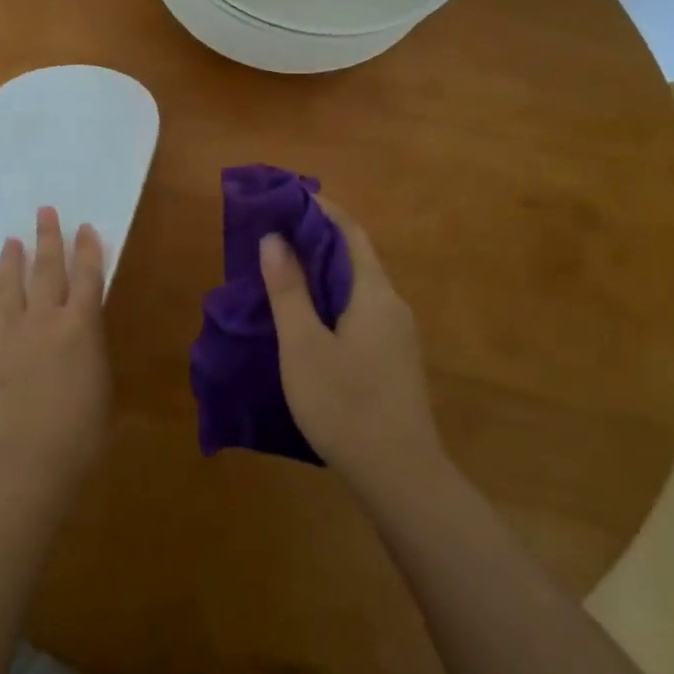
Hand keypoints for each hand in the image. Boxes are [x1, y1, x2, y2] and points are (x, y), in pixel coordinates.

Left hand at [0, 206, 110, 486]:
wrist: (32, 455)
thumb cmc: (82, 427)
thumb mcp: (100, 380)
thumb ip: (89, 347)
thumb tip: (80, 331)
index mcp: (80, 325)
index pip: (86, 276)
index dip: (87, 250)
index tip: (84, 227)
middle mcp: (44, 319)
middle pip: (46, 270)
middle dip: (47, 238)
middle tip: (43, 211)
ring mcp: (9, 335)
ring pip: (8, 288)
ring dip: (9, 263)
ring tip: (10, 241)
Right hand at [260, 199, 444, 493]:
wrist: (401, 477)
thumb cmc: (346, 405)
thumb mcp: (303, 346)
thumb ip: (288, 289)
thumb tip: (275, 238)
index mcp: (374, 293)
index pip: (349, 231)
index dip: (320, 209)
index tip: (286, 196)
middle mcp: (392, 305)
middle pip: (354, 255)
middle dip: (316, 237)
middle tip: (272, 231)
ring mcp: (396, 334)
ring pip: (356, 286)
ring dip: (322, 269)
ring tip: (281, 268)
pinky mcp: (393, 359)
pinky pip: (359, 310)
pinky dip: (331, 297)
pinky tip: (306, 316)